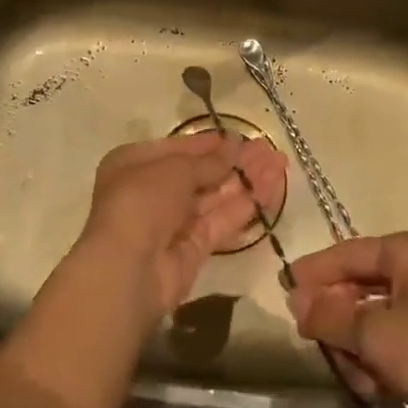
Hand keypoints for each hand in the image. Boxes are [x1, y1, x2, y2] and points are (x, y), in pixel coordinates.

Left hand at [76, 133, 287, 319]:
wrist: (128, 270)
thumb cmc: (142, 201)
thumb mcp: (175, 170)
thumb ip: (209, 161)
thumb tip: (234, 145)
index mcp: (135, 164)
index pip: (179, 148)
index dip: (210, 143)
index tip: (241, 137)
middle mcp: (152, 191)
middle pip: (201, 173)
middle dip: (235, 162)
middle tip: (270, 150)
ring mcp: (173, 222)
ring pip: (215, 197)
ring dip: (246, 181)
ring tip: (280, 165)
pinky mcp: (193, 249)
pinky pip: (221, 221)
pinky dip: (245, 206)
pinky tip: (270, 190)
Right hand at [286, 230, 407, 407]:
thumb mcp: (377, 337)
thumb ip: (330, 316)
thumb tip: (295, 299)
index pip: (349, 253)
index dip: (314, 272)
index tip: (283, 291)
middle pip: (361, 287)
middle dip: (339, 321)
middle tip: (316, 345)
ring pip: (377, 319)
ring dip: (359, 349)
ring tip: (356, 379)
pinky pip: (397, 341)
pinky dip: (381, 362)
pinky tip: (377, 390)